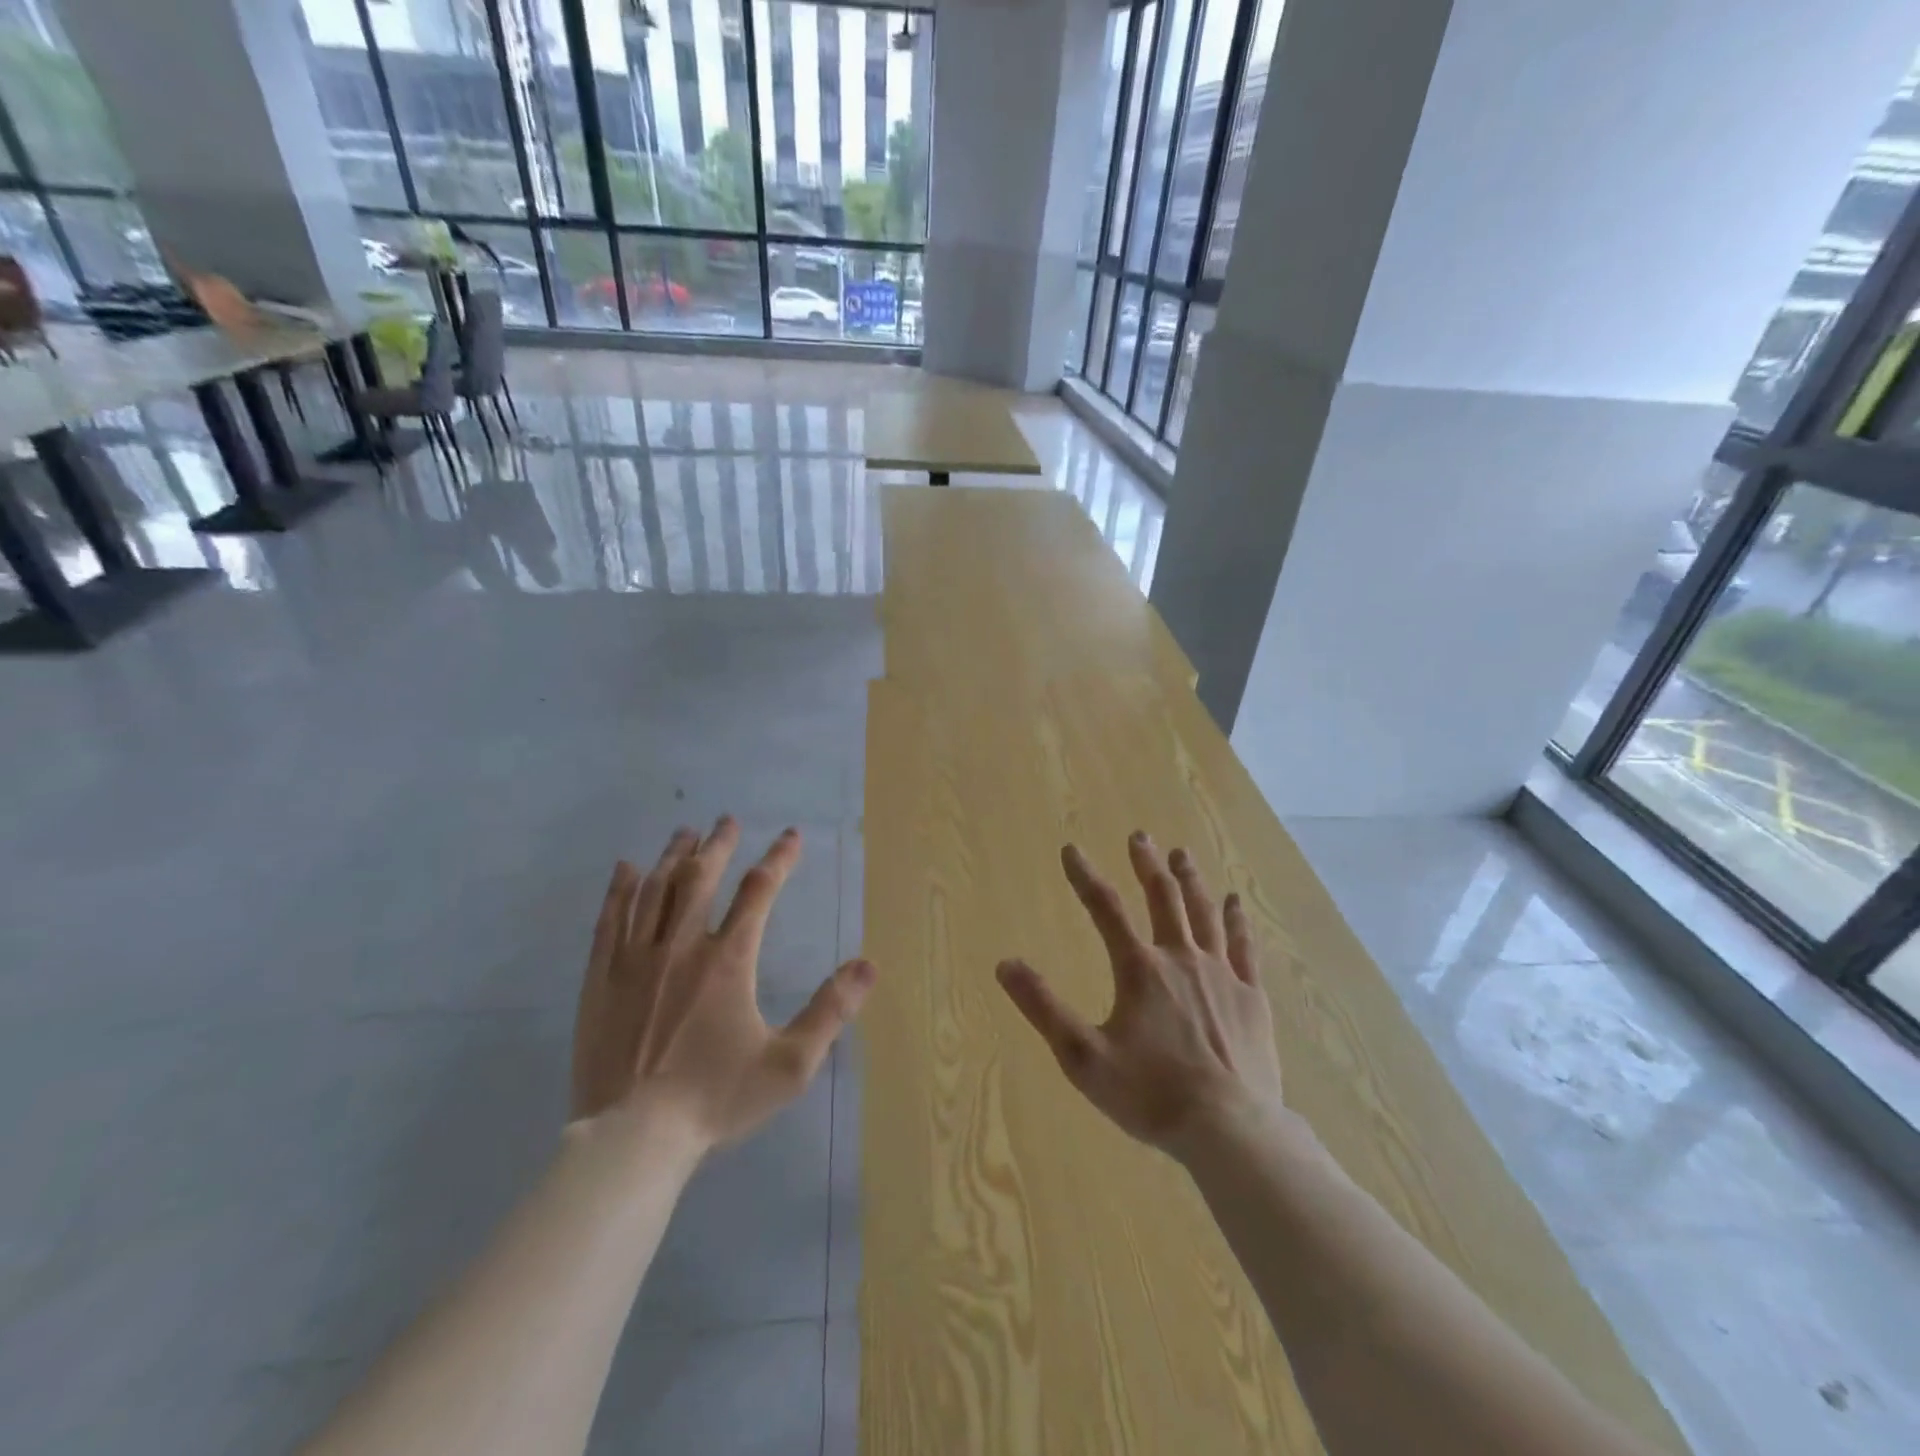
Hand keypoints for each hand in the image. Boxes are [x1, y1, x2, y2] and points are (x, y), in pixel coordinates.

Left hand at [570, 817, 875, 1148]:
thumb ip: (830, 1012)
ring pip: (655, 891)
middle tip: (727, 820)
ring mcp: (635, 960)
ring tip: (685, 833)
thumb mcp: (789, 1065)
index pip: (759, 891)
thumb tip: (868, 966)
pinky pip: (609, 920)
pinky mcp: (600, 980)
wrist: (633, 1138)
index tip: (791, 836)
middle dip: (718, 844)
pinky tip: (625, 868)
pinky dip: (619, 889)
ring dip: (673, 856)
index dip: (779, 859)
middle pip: (700, 877)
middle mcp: (681, 946)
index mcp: (728, 961)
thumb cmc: (716, 1099)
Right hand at [996, 833, 1284, 1159]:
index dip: (1085, 876)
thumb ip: (1043, 1008)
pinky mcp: (1251, 996)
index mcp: (1140, 969)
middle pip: (1163, 898)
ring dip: (1190, 880)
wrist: (1230, 1130)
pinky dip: (1238, 920)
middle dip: (1148, 864)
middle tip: (1140, 836)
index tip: (1071, 849)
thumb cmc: (1151, 1094)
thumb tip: (1005, 964)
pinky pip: (1244, 946)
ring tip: (1182, 854)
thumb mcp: (1083, 1058)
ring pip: (1205, 913)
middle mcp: (1181, 958)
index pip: (1105, 909)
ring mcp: (1222, 974)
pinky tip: (1236, 902)